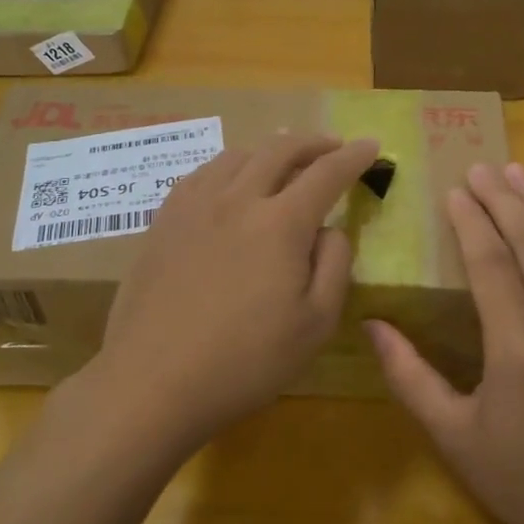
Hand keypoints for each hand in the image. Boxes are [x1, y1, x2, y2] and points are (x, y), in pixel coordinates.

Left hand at [83, 133, 380, 452]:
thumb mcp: (315, 325)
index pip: (327, 173)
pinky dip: (229, 166)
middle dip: (314, 142)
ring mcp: (195, 205)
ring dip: (269, 151)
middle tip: (332, 147)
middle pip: (281, 149)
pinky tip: (229, 183)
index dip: (353, 156)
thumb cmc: (244, 361)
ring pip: (239, 154)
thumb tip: (331, 228)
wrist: (153, 381)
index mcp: (281, 223)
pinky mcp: (164, 219)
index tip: (371, 145)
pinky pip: (202, 173)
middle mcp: (238, 198)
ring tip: (282, 163)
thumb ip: (334, 265)